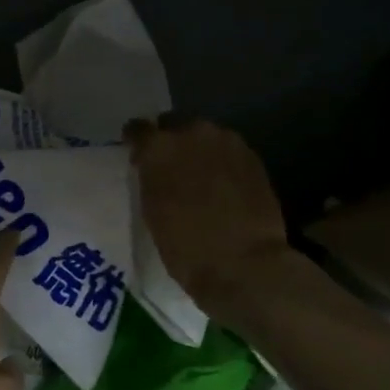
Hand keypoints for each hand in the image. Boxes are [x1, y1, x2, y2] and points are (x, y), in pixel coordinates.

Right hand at [126, 117, 291, 307]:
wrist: (243, 264)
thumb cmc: (184, 246)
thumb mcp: (151, 210)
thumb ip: (151, 178)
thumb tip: (154, 169)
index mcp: (158, 147)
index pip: (138, 129)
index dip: (136, 141)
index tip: (137, 155)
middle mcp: (193, 133)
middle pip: (175, 125)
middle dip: (170, 142)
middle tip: (169, 167)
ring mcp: (227, 143)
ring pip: (205, 137)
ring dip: (198, 150)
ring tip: (198, 177)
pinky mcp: (253, 158)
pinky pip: (228, 151)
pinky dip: (221, 163)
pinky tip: (222, 186)